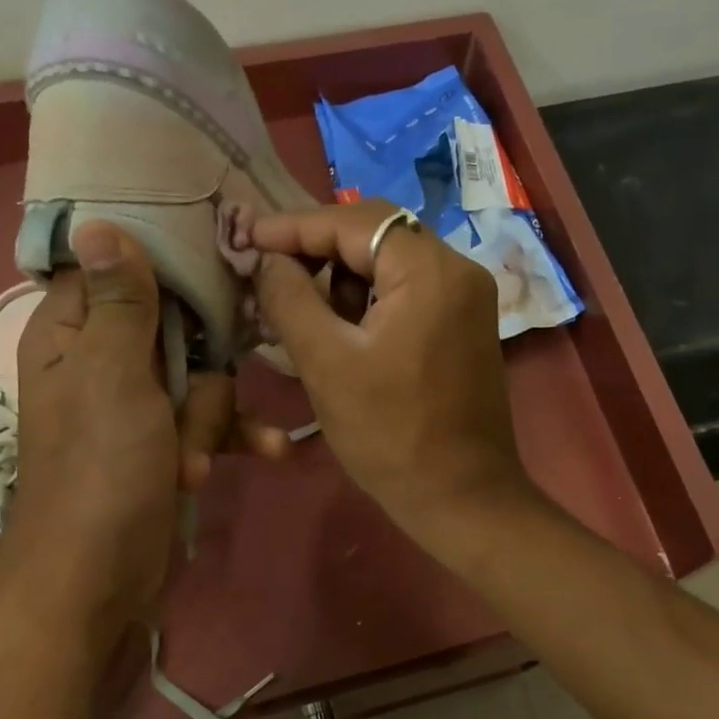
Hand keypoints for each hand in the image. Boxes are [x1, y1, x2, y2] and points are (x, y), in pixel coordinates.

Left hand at [0, 221, 288, 625]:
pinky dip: (234, 438)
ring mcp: (139, 407)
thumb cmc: (101, 469)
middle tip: (186, 406)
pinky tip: (272, 452)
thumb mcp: (113, 375)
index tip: (214, 266)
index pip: (120, 270)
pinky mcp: (167, 445)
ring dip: (212, 420)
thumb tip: (97, 222)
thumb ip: (120, 301)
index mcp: (75, 333)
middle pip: (179, 328)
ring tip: (191, 463)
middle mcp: (105, 362)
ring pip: (204, 379)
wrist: (101, 576)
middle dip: (200, 371)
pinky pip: (212, 423)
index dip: (166, 266)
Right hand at [243, 200, 534, 548]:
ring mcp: (468, 301)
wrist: (461, 498)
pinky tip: (342, 332)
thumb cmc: (390, 434)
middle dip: (319, 253)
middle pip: (378, 236)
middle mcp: (460, 271)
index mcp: (431, 271)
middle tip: (272, 277)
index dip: (296, 226)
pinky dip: (371, 303)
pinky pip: (410, 294)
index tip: (249, 240)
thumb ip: (290, 298)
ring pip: (392, 265)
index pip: (355, 221)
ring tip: (303, 314)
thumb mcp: (327, 363)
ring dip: (344, 281)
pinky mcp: (465, 328)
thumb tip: (267, 258)